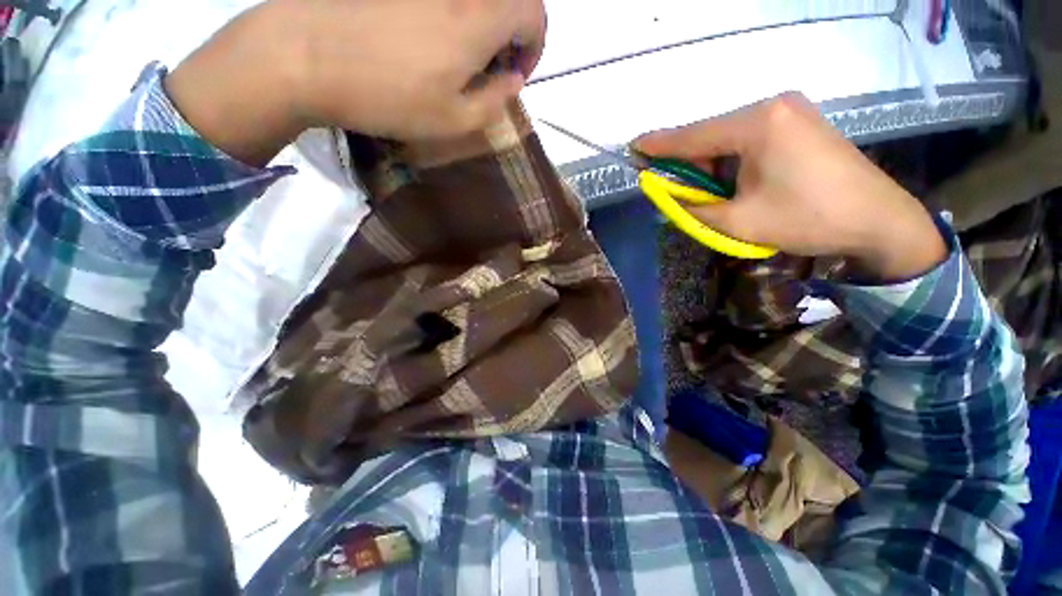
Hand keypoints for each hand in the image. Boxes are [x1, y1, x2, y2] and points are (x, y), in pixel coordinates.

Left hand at [284, 0, 546, 136]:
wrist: (306, 56)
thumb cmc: (389, 98)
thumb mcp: (454, 120)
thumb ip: (495, 101)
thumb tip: (514, 81)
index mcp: (478, 19)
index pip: (534, 12)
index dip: (535, 45)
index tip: (516, 74)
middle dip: (512, 32)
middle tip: (492, 65)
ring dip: (483, 22)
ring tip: (462, 54)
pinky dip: (455, 13)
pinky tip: (433, 35)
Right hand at [634, 94, 946, 279]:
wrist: (879, 221)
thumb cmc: (808, 219)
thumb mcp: (738, 221)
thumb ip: (693, 208)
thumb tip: (666, 198)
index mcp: (758, 124)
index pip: (694, 135)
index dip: (660, 144)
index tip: (633, 147)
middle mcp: (773, 106)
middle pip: (712, 134)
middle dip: (691, 163)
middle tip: (678, 191)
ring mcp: (791, 111)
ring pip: (730, 138)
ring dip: (713, 166)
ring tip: (715, 196)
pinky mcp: (800, 124)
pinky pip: (751, 139)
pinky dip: (733, 162)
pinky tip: (736, 184)